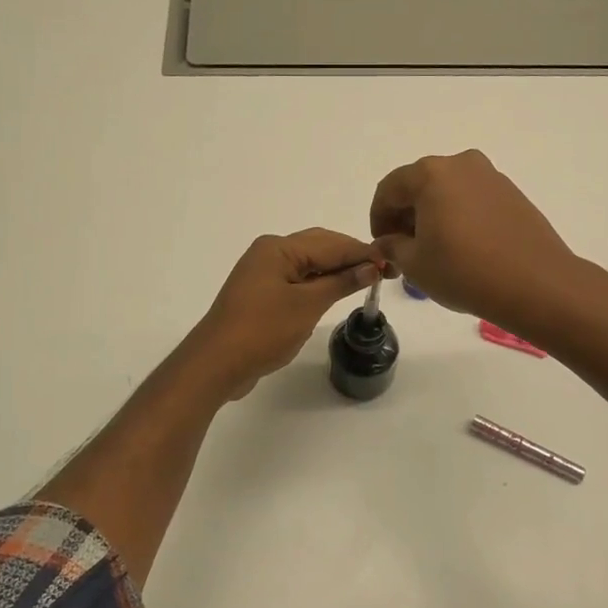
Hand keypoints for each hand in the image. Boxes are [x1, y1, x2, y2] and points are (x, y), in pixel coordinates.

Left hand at [186, 229, 383, 399]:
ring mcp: (262, 273)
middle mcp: (269, 253)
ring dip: (335, 271)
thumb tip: (371, 267)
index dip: (362, 252)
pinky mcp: (260, 294)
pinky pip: (296, 281)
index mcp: (278, 248)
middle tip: (382, 273)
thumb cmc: (263, 330)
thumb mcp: (307, 305)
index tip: (391, 264)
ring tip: (365, 282)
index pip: (330, 243)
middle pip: (318, 248)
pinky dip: (318, 285)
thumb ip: (340, 283)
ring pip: (308, 264)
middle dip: (350, 258)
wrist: (216, 363)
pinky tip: (334, 294)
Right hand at [368, 150, 579, 330]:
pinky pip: (473, 200)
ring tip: (434, 252)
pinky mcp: (513, 194)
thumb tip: (387, 241)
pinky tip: (463, 248)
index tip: (381, 246)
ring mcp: (491, 177)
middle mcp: (461, 165)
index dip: (378, 218)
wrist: (536, 284)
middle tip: (404, 251)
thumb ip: (392, 247)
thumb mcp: (415, 264)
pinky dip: (459, 217)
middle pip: (419, 185)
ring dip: (433, 216)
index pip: (389, 189)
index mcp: (431, 173)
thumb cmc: (464, 271)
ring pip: (448, 192)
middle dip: (406, 216)